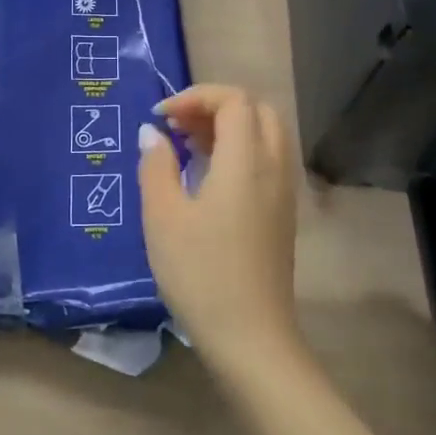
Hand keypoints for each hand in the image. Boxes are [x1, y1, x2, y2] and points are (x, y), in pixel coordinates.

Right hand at [136, 85, 299, 372]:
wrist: (250, 338)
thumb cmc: (200, 272)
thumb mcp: (162, 216)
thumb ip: (156, 165)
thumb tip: (152, 133)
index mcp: (246, 161)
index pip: (233, 100)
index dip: (195, 97)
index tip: (161, 118)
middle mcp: (273, 167)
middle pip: (256, 110)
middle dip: (215, 106)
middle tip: (177, 126)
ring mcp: (283, 192)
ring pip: (265, 134)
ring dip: (229, 127)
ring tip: (187, 146)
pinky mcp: (282, 214)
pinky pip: (267, 160)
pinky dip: (240, 150)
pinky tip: (207, 177)